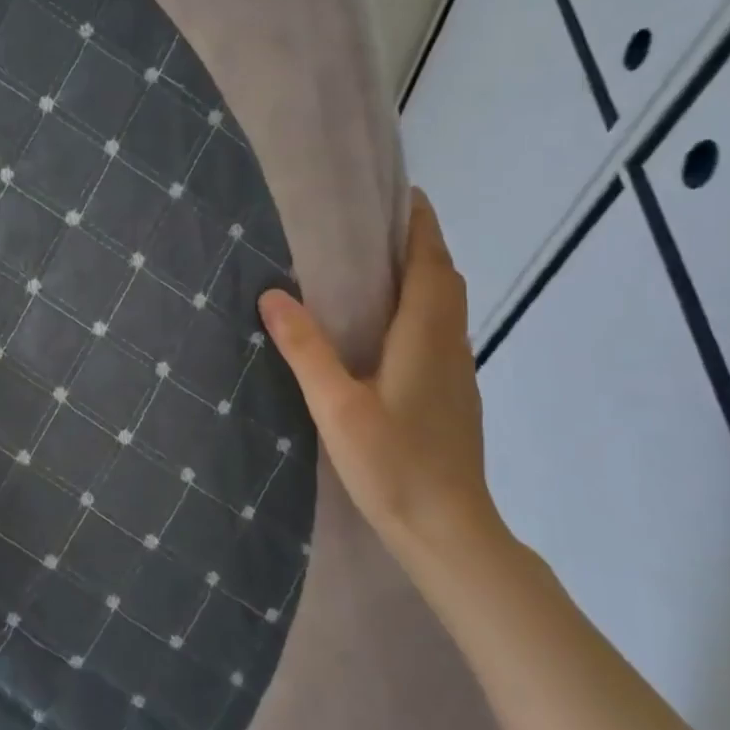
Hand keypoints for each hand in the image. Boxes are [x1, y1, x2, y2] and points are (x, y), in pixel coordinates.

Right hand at [257, 190, 505, 555]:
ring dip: (423, 279)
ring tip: (377, 270)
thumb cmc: (395, 466)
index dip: (421, 227)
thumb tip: (273, 294)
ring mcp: (456, 376)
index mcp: (426, 338)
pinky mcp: (452, 399)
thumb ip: (306, 349)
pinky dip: (420, 312)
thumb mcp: (338, 406)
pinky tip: (386, 333)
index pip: (431, 265)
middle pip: (444, 281)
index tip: (403, 196)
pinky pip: (439, 335)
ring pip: (446, 310)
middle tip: (377, 229)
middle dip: (420, 247)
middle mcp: (449, 347)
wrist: (450, 533)